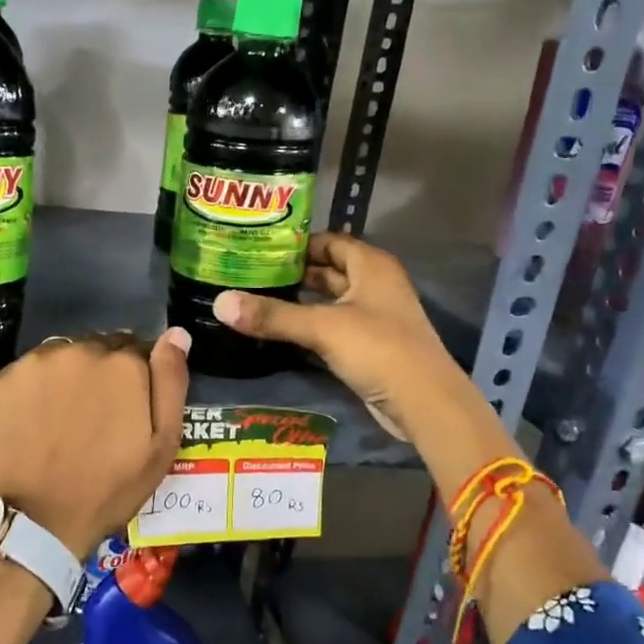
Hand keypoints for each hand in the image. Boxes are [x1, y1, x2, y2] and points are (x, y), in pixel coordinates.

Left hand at [0, 329, 190, 558]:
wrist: (37, 518)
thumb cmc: (110, 487)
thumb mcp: (162, 444)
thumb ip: (171, 382)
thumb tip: (177, 334)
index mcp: (124, 363)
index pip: (137, 348)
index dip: (136, 378)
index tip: (129, 407)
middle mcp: (81, 349)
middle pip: (100, 348)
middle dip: (104, 372)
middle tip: (98, 415)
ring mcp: (38, 362)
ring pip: (65, 355)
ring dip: (71, 375)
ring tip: (66, 417)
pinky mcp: (6, 378)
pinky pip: (32, 370)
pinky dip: (39, 386)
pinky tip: (38, 418)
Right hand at [212, 234, 466, 441]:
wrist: (423, 402)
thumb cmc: (378, 349)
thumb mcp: (322, 327)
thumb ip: (272, 315)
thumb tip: (220, 303)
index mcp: (371, 265)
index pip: (329, 241)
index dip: (297, 243)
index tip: (258, 247)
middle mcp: (374, 284)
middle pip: (328, 270)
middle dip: (292, 272)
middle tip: (248, 273)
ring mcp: (372, 316)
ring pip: (328, 300)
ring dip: (299, 300)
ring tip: (255, 298)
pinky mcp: (367, 345)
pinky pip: (331, 326)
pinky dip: (308, 325)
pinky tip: (278, 330)